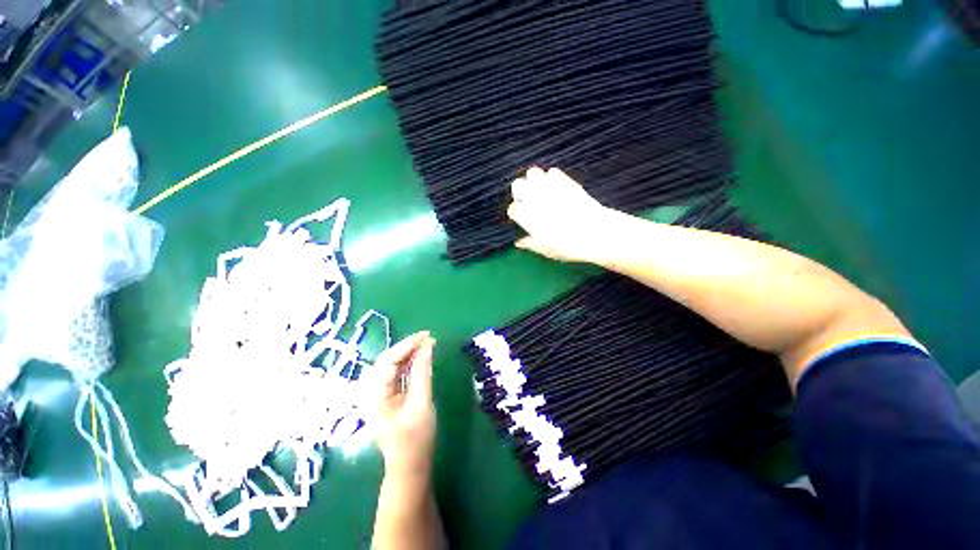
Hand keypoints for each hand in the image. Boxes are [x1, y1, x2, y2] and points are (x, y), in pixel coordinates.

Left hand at [367, 331, 436, 478]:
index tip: (427, 335)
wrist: (409, 466)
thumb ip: (423, 373)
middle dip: (408, 346)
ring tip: (428, 343)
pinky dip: (410, 362)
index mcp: (375, 396)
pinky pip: (397, 372)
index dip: (407, 345)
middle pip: (388, 360)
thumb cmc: (416, 440)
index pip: (388, 361)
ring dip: (410, 352)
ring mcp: (378, 393)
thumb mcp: (422, 404)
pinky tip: (421, 356)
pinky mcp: (387, 395)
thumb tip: (428, 346)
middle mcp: (372, 391)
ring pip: (392, 364)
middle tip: (429, 338)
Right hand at [506, 167, 614, 262]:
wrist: (596, 233)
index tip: (521, 218)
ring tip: (539, 190)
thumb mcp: (546, 250)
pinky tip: (556, 186)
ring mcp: (550, 188)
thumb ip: (530, 244)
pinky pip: (552, 172)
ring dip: (533, 180)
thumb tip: (519, 243)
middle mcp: (535, 199)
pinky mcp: (565, 181)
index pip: (513, 208)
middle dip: (519, 191)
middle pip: (517, 185)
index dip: (516, 213)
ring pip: (532, 173)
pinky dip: (551, 177)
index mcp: (527, 216)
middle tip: (527, 200)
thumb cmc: (568, 246)